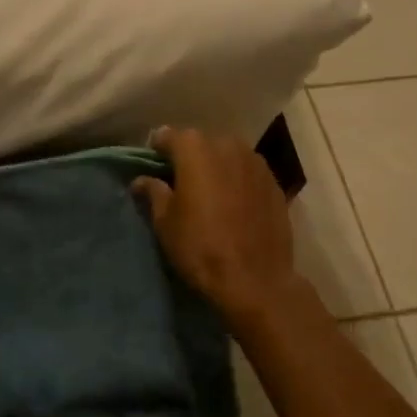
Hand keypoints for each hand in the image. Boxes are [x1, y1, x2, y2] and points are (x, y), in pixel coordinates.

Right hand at [132, 126, 305, 328]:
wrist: (256, 280)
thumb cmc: (200, 247)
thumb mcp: (165, 222)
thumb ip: (153, 192)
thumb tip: (142, 180)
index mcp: (194, 148)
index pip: (166, 136)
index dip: (156, 152)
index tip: (153, 170)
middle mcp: (226, 144)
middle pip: (199, 143)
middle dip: (189, 158)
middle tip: (181, 184)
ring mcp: (255, 161)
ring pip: (226, 156)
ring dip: (216, 168)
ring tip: (210, 194)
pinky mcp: (275, 182)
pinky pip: (247, 173)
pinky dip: (238, 181)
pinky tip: (235, 205)